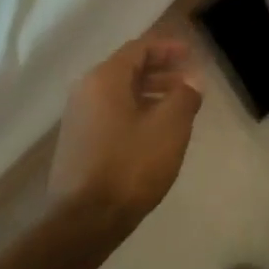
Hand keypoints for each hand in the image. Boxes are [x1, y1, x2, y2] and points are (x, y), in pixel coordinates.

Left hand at [49, 36, 203, 235]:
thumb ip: (184, 97)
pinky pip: (111, 113)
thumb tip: (190, 83)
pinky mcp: (78, 142)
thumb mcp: (169, 127)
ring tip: (177, 107)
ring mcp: (78, 118)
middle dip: (160, 71)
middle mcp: (86, 91)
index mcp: (105, 79)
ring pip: (119, 93)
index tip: (191, 54)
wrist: (85, 220)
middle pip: (127, 69)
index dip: (167, 48)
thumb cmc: (130, 165)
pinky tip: (154, 131)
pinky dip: (135, 111)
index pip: (139, 49)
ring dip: (149, 93)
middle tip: (188, 81)